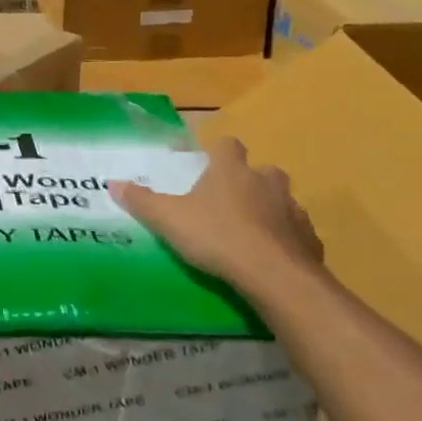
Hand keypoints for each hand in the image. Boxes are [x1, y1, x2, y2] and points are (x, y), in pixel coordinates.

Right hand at [110, 136, 323, 294]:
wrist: (275, 276)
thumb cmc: (217, 236)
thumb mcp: (168, 219)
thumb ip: (141, 201)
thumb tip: (112, 183)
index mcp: (231, 170)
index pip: (228, 145)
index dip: (218, 152)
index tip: (206, 166)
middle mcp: (266, 181)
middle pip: (260, 171)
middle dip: (247, 181)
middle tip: (226, 202)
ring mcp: (293, 209)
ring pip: (280, 201)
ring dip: (267, 210)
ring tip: (247, 233)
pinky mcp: (310, 239)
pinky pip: (295, 232)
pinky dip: (283, 240)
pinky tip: (268, 257)